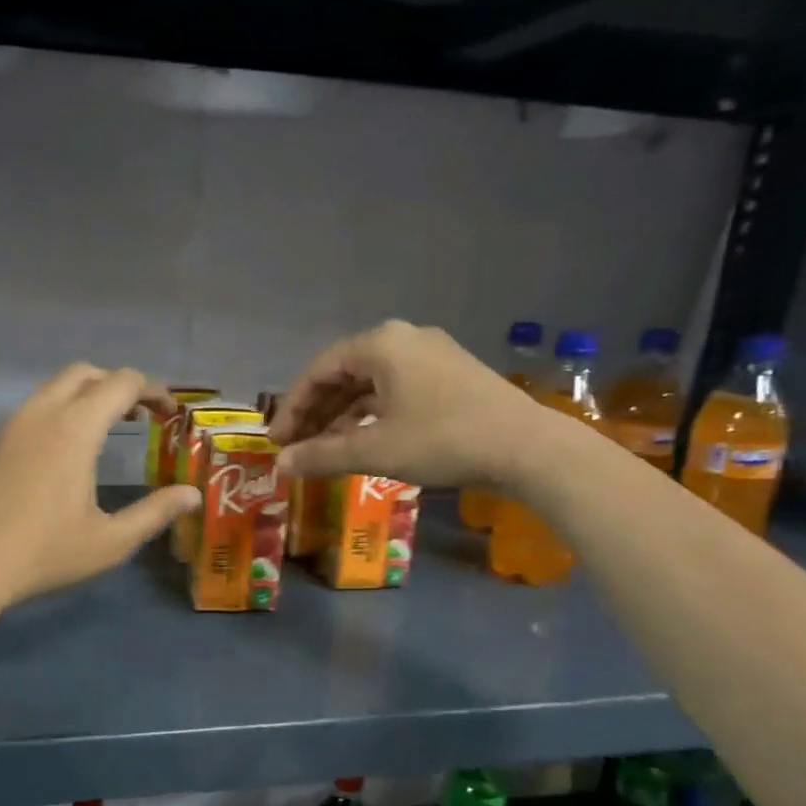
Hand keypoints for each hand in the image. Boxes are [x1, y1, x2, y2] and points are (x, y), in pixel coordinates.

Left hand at [0, 364, 201, 607]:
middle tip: (140, 417)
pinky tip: (64, 454)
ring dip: (86, 396)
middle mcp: (41, 414)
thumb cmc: (45, 554)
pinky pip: (33, 409)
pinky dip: (59, 412)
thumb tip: (192, 495)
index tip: (170, 414)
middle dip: (118, 385)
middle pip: (85, 373)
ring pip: (54, 387)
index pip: (122, 383)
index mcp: (74, 429)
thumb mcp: (110, 541)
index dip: (153, 390)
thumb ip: (155, 513)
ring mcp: (11, 425)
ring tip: (107, 432)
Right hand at [266, 320, 553, 487]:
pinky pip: (395, 390)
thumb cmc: (443, 440)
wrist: (528, 448)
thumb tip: (279, 466)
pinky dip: (372, 415)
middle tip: (296, 447)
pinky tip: (363, 441)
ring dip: (343, 417)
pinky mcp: (451, 376)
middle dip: (316, 413)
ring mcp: (431, 355)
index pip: (318, 371)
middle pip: (344, 375)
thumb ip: (321, 456)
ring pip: (370, 385)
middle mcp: (404, 340)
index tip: (277, 440)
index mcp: (381, 345)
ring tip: (325, 450)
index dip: (292, 407)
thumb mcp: (375, 451)